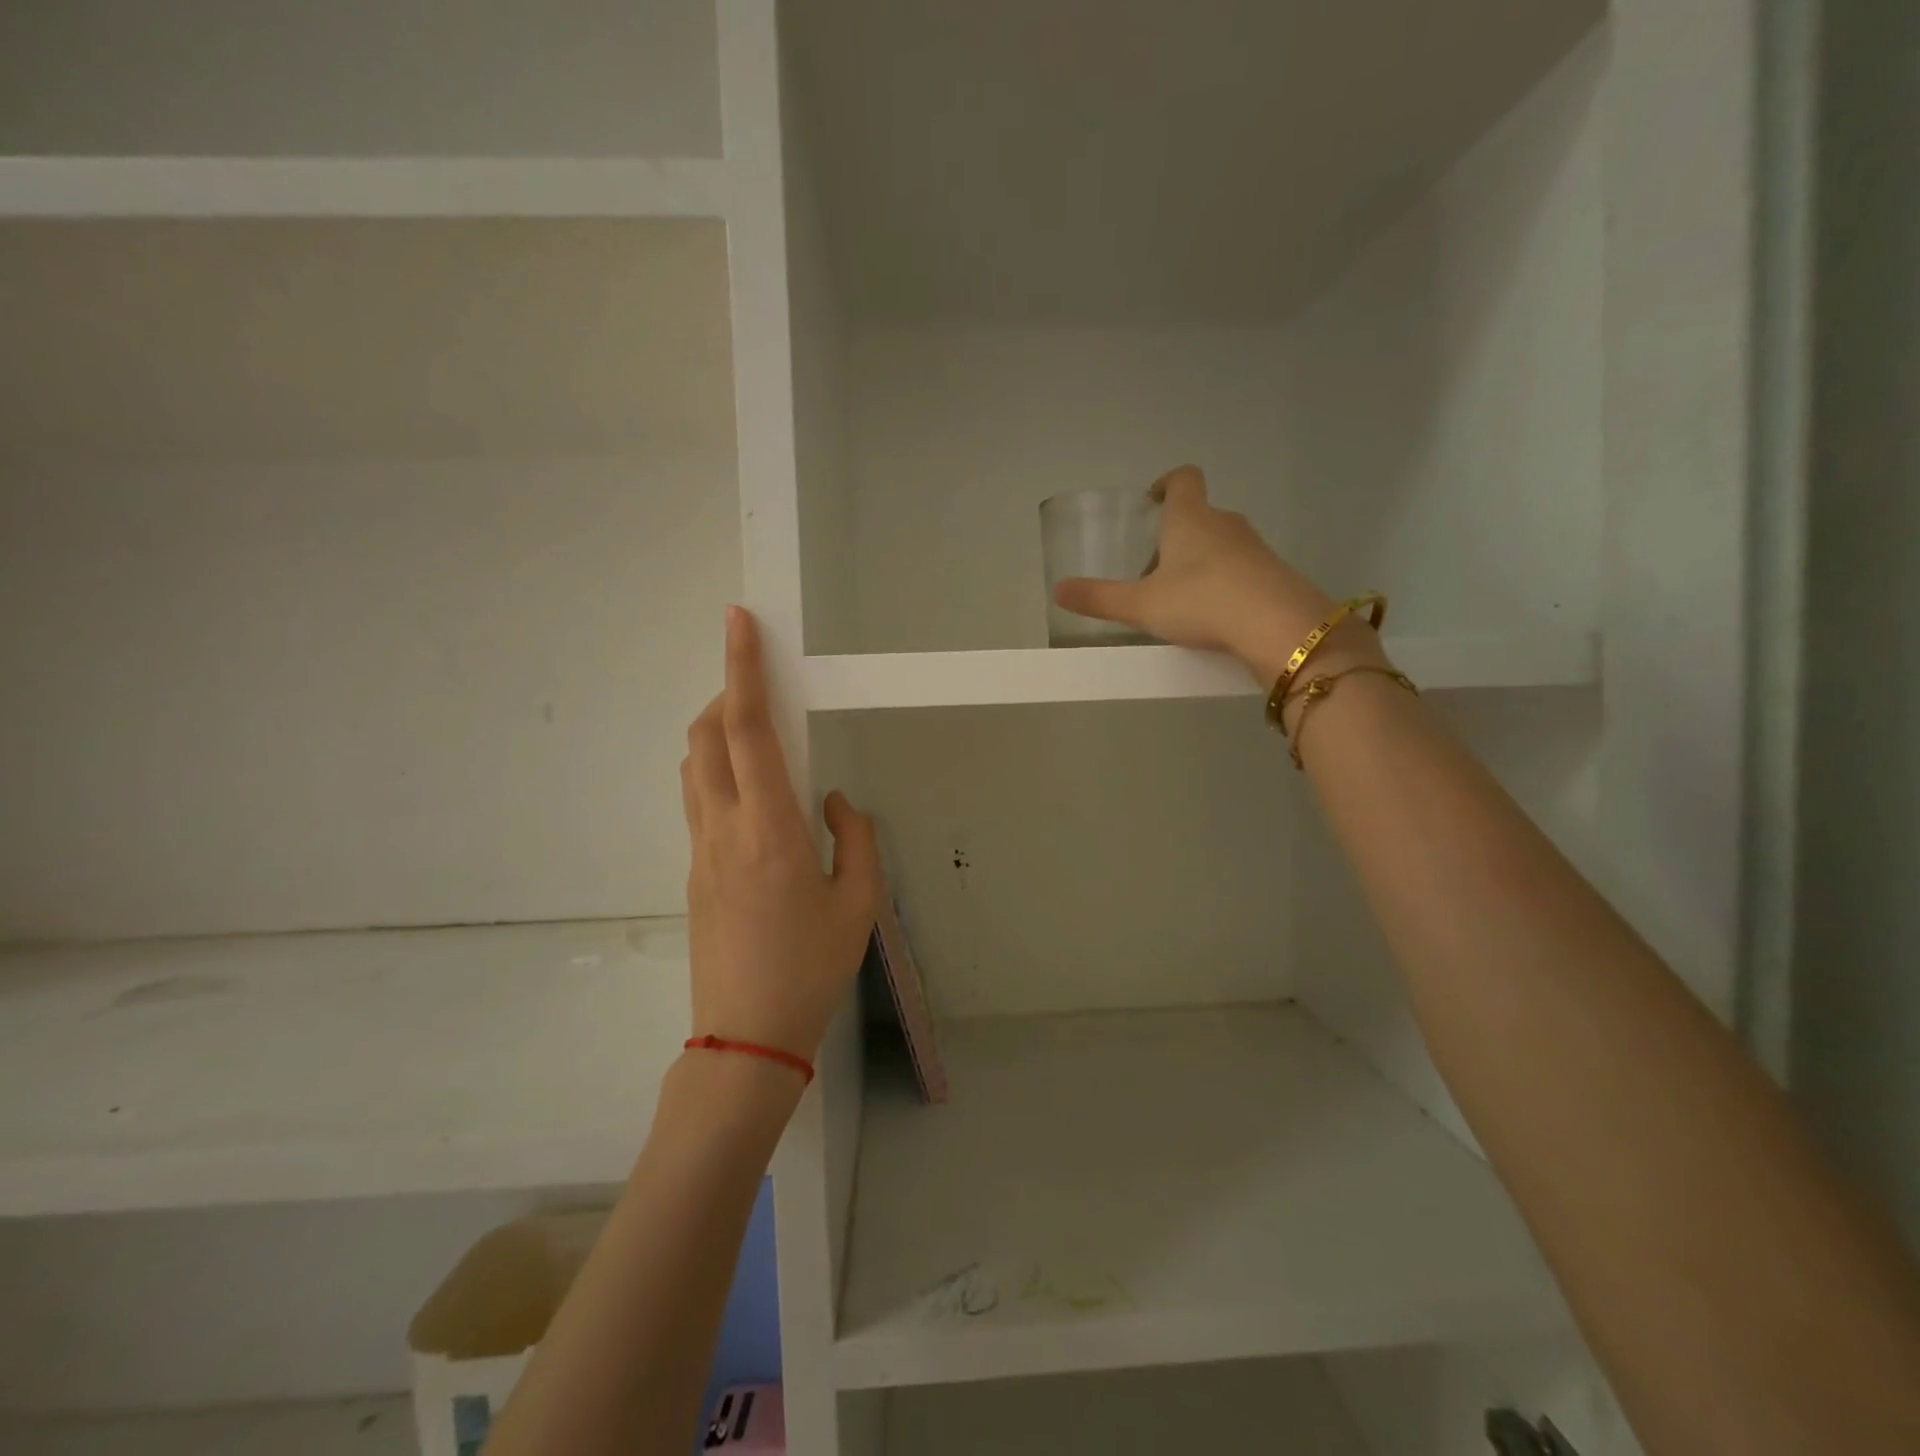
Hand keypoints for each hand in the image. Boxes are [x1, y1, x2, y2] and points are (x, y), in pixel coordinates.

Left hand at [680, 607, 881, 1062]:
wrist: (746, 1038)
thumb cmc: (811, 968)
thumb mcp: (859, 903)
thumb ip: (855, 837)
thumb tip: (832, 801)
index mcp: (771, 830)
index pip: (749, 730)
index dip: (743, 669)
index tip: (738, 623)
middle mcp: (724, 829)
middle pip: (706, 736)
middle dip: (727, 694)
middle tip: (761, 688)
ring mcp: (700, 850)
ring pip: (694, 766)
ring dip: (716, 733)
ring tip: (755, 735)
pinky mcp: (692, 871)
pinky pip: (698, 799)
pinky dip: (716, 771)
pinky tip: (752, 796)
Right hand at [1053, 465, 1372, 685]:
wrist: (1276, 625)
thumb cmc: (1200, 602)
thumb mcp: (1140, 605)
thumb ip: (1099, 598)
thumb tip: (1058, 590)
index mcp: (1190, 519)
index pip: (1183, 479)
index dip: (1167, 484)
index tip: (1154, 499)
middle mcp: (1224, 523)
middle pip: (1198, 516)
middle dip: (1175, 537)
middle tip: (1153, 572)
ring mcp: (1254, 547)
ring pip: (1220, 544)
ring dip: (1199, 562)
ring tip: (1181, 600)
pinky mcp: (1274, 573)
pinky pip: (1241, 568)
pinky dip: (1224, 582)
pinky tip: (1214, 615)